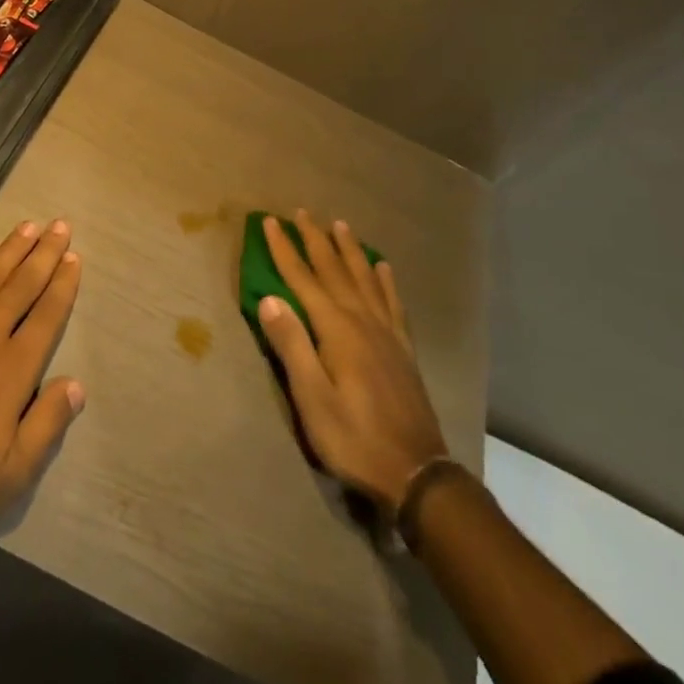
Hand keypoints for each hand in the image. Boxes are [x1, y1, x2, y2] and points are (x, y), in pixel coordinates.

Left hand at [0, 220, 84, 552]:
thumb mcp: (13, 475)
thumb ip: (47, 424)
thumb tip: (77, 383)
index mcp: (12, 371)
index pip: (47, 316)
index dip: (63, 285)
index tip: (74, 258)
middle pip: (21, 286)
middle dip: (44, 254)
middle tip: (60, 225)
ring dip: (10, 250)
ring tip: (29, 226)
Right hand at [257, 210, 446, 514]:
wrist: (415, 472)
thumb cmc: (353, 438)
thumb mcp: (312, 399)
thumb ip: (292, 346)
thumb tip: (269, 298)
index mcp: (337, 330)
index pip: (303, 280)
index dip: (284, 250)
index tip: (269, 222)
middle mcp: (363, 321)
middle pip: (334, 271)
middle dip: (315, 240)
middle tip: (302, 212)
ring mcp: (387, 334)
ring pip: (365, 279)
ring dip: (349, 251)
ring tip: (341, 225)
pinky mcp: (403, 349)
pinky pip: (393, 303)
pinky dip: (385, 281)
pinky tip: (383, 268)